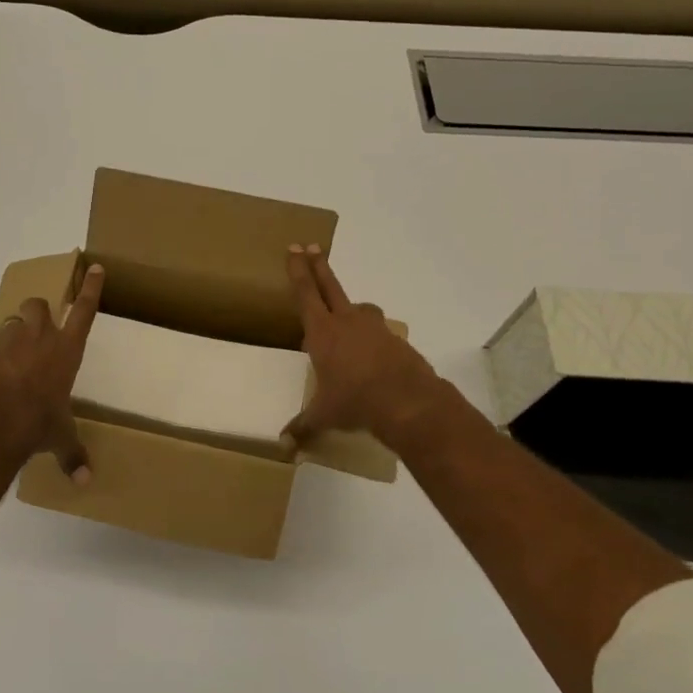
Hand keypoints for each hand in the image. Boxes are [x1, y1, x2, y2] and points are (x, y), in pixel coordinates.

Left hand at [0, 264, 103, 481]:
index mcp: (67, 350)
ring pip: (11, 321)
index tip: (95, 267)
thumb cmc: (40, 424)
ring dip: (12, 335)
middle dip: (38, 313)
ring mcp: (8, 339)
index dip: (91, 288)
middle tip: (35, 332)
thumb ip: (73, 453)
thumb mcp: (60, 438)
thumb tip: (86, 481)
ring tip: (8, 360)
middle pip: (39, 305)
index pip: (84, 310)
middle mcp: (40, 336)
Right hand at [284, 245, 440, 445]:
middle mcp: (347, 322)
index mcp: (322, 332)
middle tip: (310, 246)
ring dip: (350, 308)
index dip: (298, 271)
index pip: (305, 294)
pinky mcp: (395, 341)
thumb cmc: (355, 402)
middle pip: (329, 286)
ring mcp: (374, 329)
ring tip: (345, 317)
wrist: (408, 402)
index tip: (294, 249)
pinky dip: (371, 337)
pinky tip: (371, 355)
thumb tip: (283, 445)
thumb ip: (303, 426)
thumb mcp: (324, 415)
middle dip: (318, 266)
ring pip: (359, 308)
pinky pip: (378, 332)